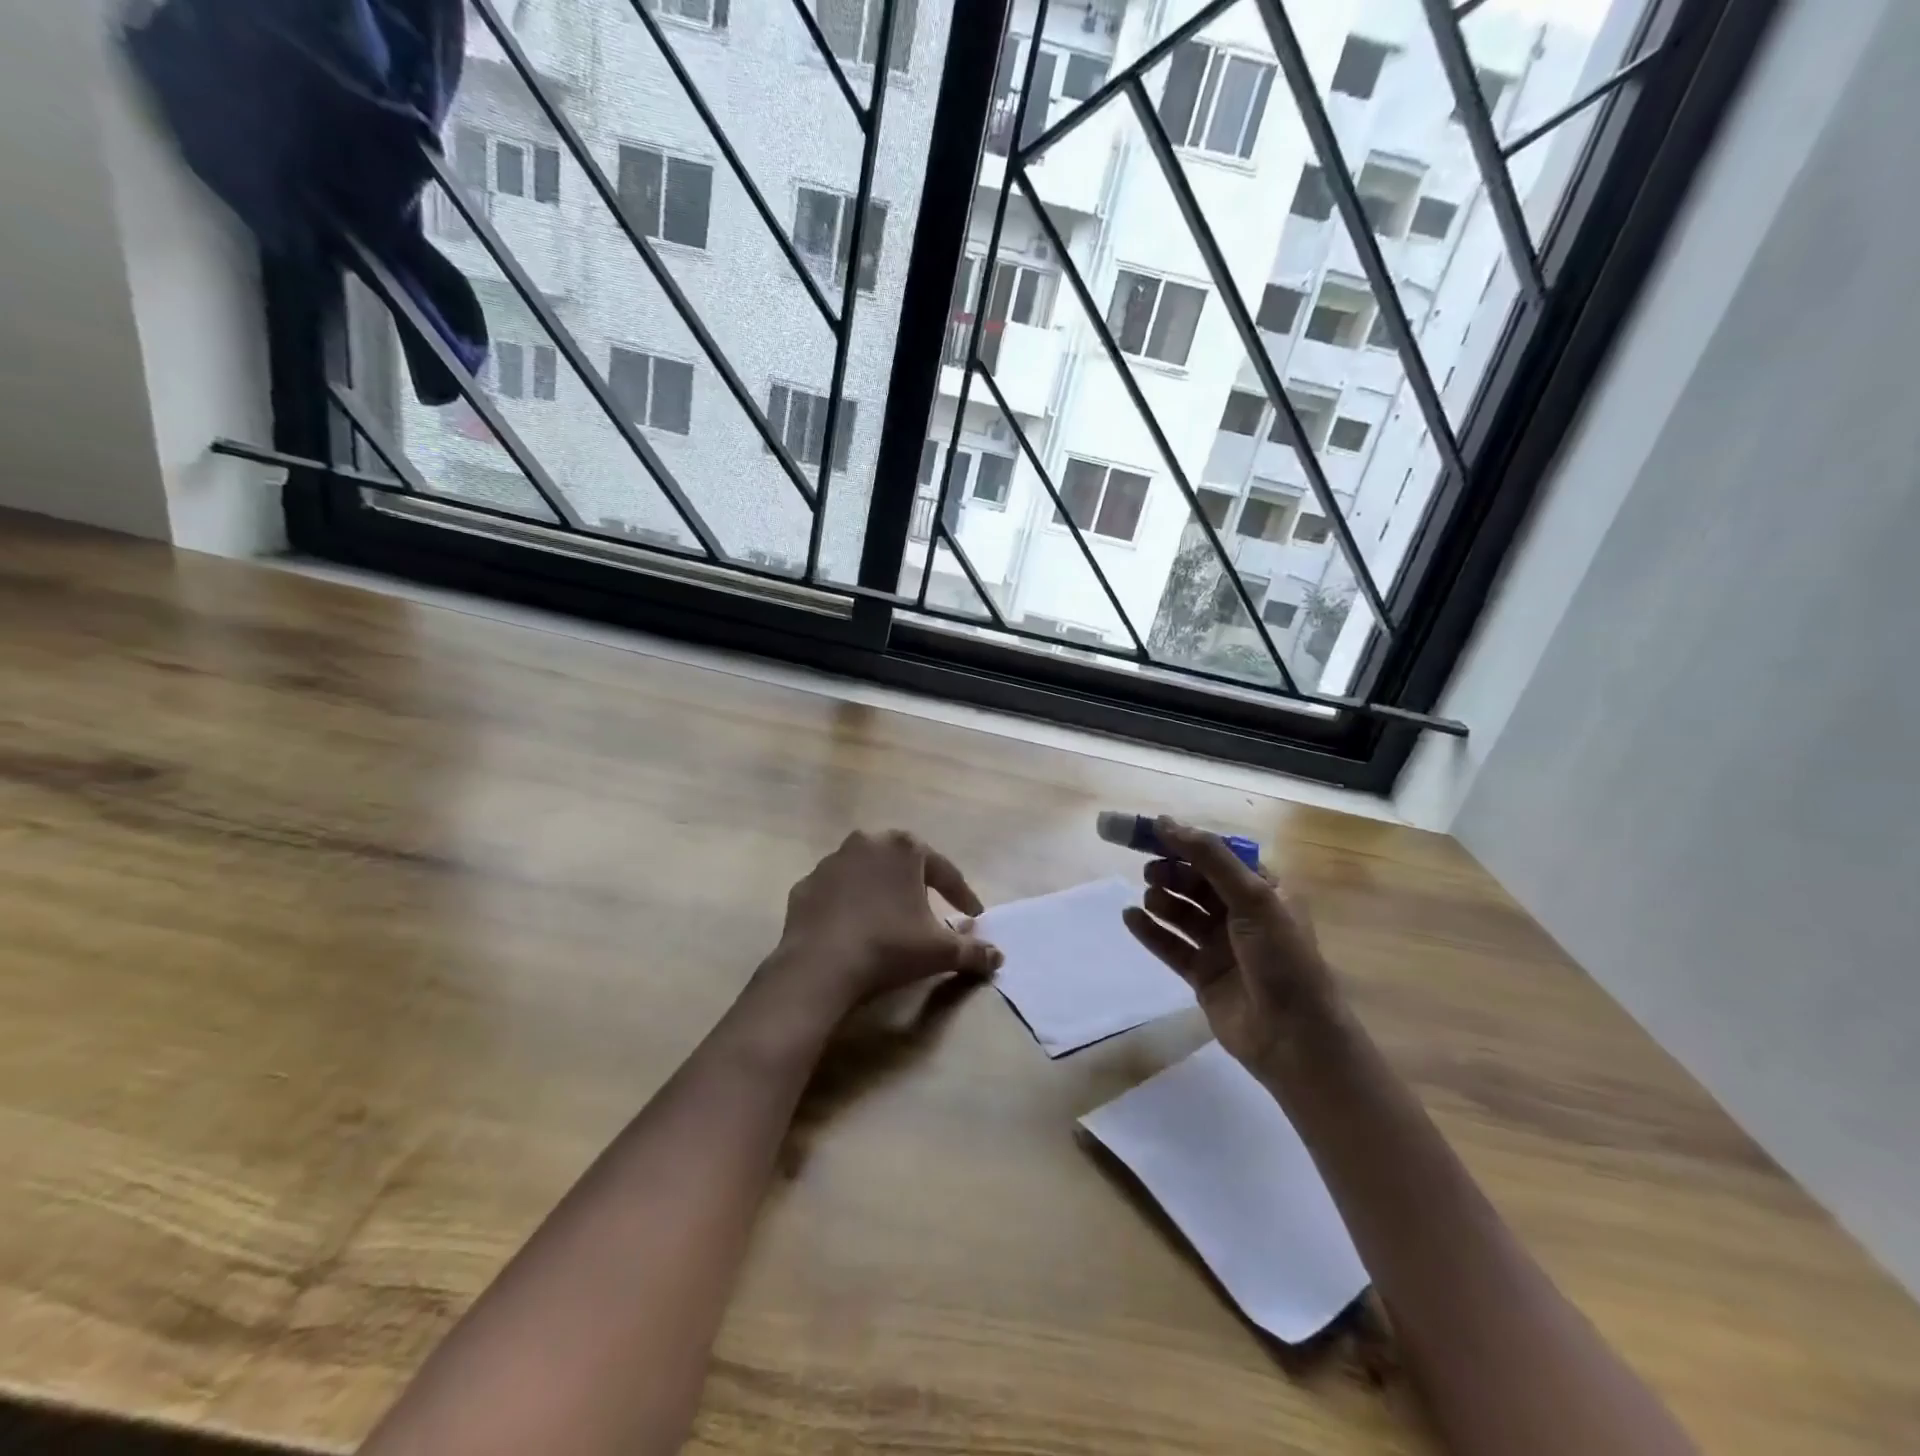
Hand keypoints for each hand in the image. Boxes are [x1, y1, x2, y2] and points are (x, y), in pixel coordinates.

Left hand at [768, 830, 1002, 1011]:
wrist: (819, 967)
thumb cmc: (888, 947)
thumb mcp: (939, 951)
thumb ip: (973, 951)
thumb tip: (998, 958)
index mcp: (904, 848)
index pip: (944, 871)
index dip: (962, 894)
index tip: (974, 915)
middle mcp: (867, 843)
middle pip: (903, 863)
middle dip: (919, 883)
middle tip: (932, 908)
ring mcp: (831, 862)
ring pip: (866, 873)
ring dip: (881, 890)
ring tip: (891, 918)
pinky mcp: (805, 885)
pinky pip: (836, 892)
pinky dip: (848, 904)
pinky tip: (854, 927)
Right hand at [1121, 816, 1344, 1078]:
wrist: (1294, 1037)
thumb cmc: (1281, 958)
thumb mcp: (1253, 897)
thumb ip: (1209, 857)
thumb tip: (1165, 822)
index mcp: (1264, 891)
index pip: (1219, 856)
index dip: (1187, 844)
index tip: (1152, 833)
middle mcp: (1242, 915)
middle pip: (1197, 883)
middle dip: (1173, 873)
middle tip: (1150, 871)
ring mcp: (1221, 946)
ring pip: (1182, 913)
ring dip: (1162, 900)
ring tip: (1148, 897)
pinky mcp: (1202, 974)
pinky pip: (1170, 945)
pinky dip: (1150, 931)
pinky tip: (1130, 917)